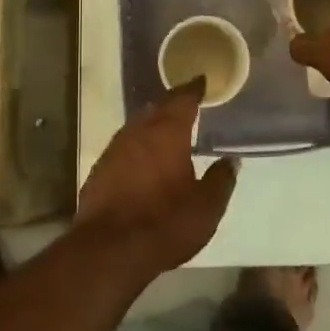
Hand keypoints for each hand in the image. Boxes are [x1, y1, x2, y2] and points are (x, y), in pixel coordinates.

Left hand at [75, 80, 237, 277]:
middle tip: (185, 103)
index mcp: (167, 133)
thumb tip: (231, 160)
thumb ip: (221, 180)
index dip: (193, 89)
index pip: (182, 100)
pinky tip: (141, 160)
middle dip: (171, 104)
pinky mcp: (99, 172)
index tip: (200, 81)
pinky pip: (122, 149)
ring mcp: (114, 151)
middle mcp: (137, 133)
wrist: (109, 250)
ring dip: (151, 124)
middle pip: (156, 109)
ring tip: (164, 129)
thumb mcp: (206, 207)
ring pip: (136, 127)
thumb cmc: (165, 222)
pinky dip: (136, 148)